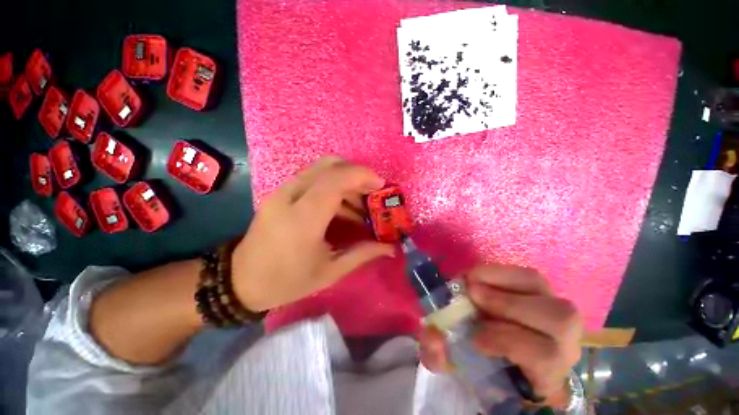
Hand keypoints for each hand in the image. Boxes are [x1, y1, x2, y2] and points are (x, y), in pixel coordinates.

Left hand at [231, 157, 394, 311]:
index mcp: (303, 219)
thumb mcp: (330, 271)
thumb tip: (391, 248)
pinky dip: (333, 185)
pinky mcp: (280, 192)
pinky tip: (342, 207)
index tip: (381, 186)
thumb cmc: (287, 281)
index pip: (335, 180)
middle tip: (372, 192)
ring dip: (346, 180)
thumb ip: (363, 254)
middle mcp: (290, 197)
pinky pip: (312, 178)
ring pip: (320, 168)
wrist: (241, 280)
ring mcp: (282, 191)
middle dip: (356, 174)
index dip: (362, 176)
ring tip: (360, 204)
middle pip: (329, 165)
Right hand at [419, 265, 582, 404]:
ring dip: (503, 281)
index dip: (508, 341)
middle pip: (559, 320)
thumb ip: (439, 357)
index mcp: (544, 376)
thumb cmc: (481, 364)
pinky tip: (480, 276)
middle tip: (471, 293)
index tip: (473, 337)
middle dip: (509, 304)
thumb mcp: (455, 367)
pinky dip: (502, 271)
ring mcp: (554, 314)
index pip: (546, 358)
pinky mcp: (543, 294)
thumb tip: (433, 334)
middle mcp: (562, 343)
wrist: (497, 352)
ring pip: (546, 291)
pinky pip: (530, 276)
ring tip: (473, 281)